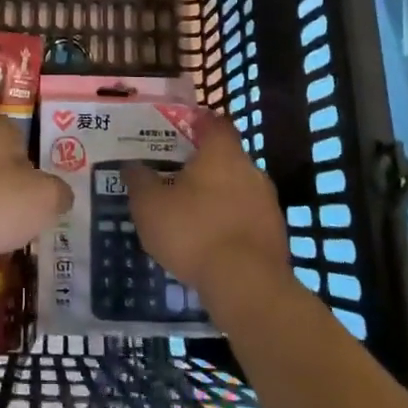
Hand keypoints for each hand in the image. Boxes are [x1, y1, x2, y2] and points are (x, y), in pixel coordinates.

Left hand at [0, 116, 70, 301]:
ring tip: (34, 235)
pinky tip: (8, 253)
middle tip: (51, 210)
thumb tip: (61, 196)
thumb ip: (59, 193)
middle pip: (6, 168)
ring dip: (7, 216)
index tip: (56, 177)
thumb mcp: (45, 196)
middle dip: (24, 188)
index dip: (40, 154)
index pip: (22, 134)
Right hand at [124, 113, 290, 305]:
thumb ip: (139, 180)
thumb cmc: (193, 231)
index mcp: (221, 152)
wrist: (247, 285)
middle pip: (226, 155)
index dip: (196, 123)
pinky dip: (230, 222)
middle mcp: (250, 168)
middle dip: (204, 164)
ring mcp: (267, 202)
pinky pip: (247, 217)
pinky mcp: (276, 233)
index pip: (213, 122)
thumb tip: (131, 165)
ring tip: (191, 212)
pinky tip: (211, 240)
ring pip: (238, 187)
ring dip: (218, 195)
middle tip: (177, 175)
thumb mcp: (150, 206)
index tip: (178, 131)